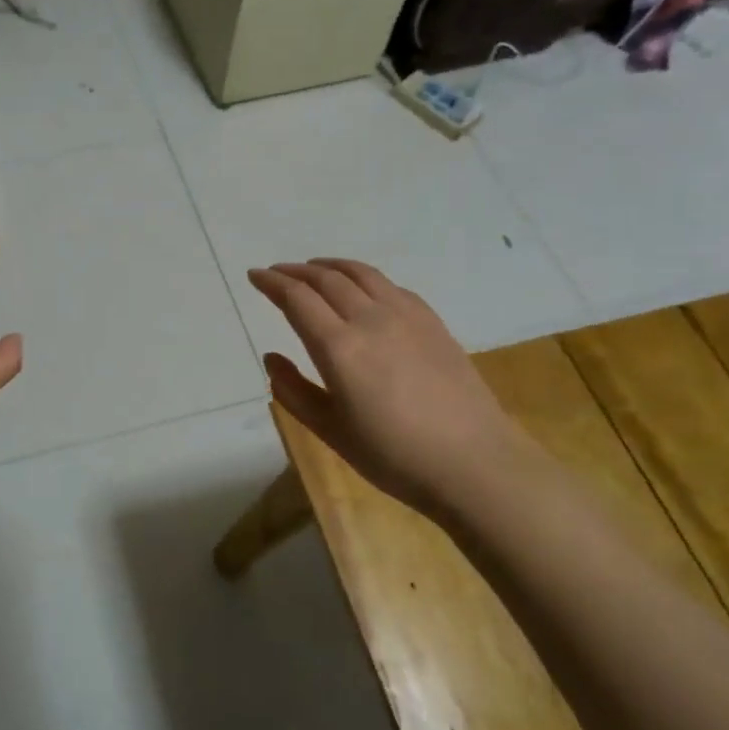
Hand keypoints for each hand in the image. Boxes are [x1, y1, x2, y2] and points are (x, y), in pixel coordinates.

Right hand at [247, 259, 529, 518]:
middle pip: (326, 280)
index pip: (296, 299)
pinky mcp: (432, 322)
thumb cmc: (393, 455)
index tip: (254, 275)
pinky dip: (364, 277)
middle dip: (295, 271)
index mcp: (338, 347)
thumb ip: (293, 390)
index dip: (272, 283)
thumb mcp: (330, 431)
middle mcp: (370, 320)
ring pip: (361, 274)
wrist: (474, 463)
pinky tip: (362, 288)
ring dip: (330, 266)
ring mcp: (406, 316)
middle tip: (276, 272)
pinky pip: (390, 286)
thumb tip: (271, 357)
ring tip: (314, 268)